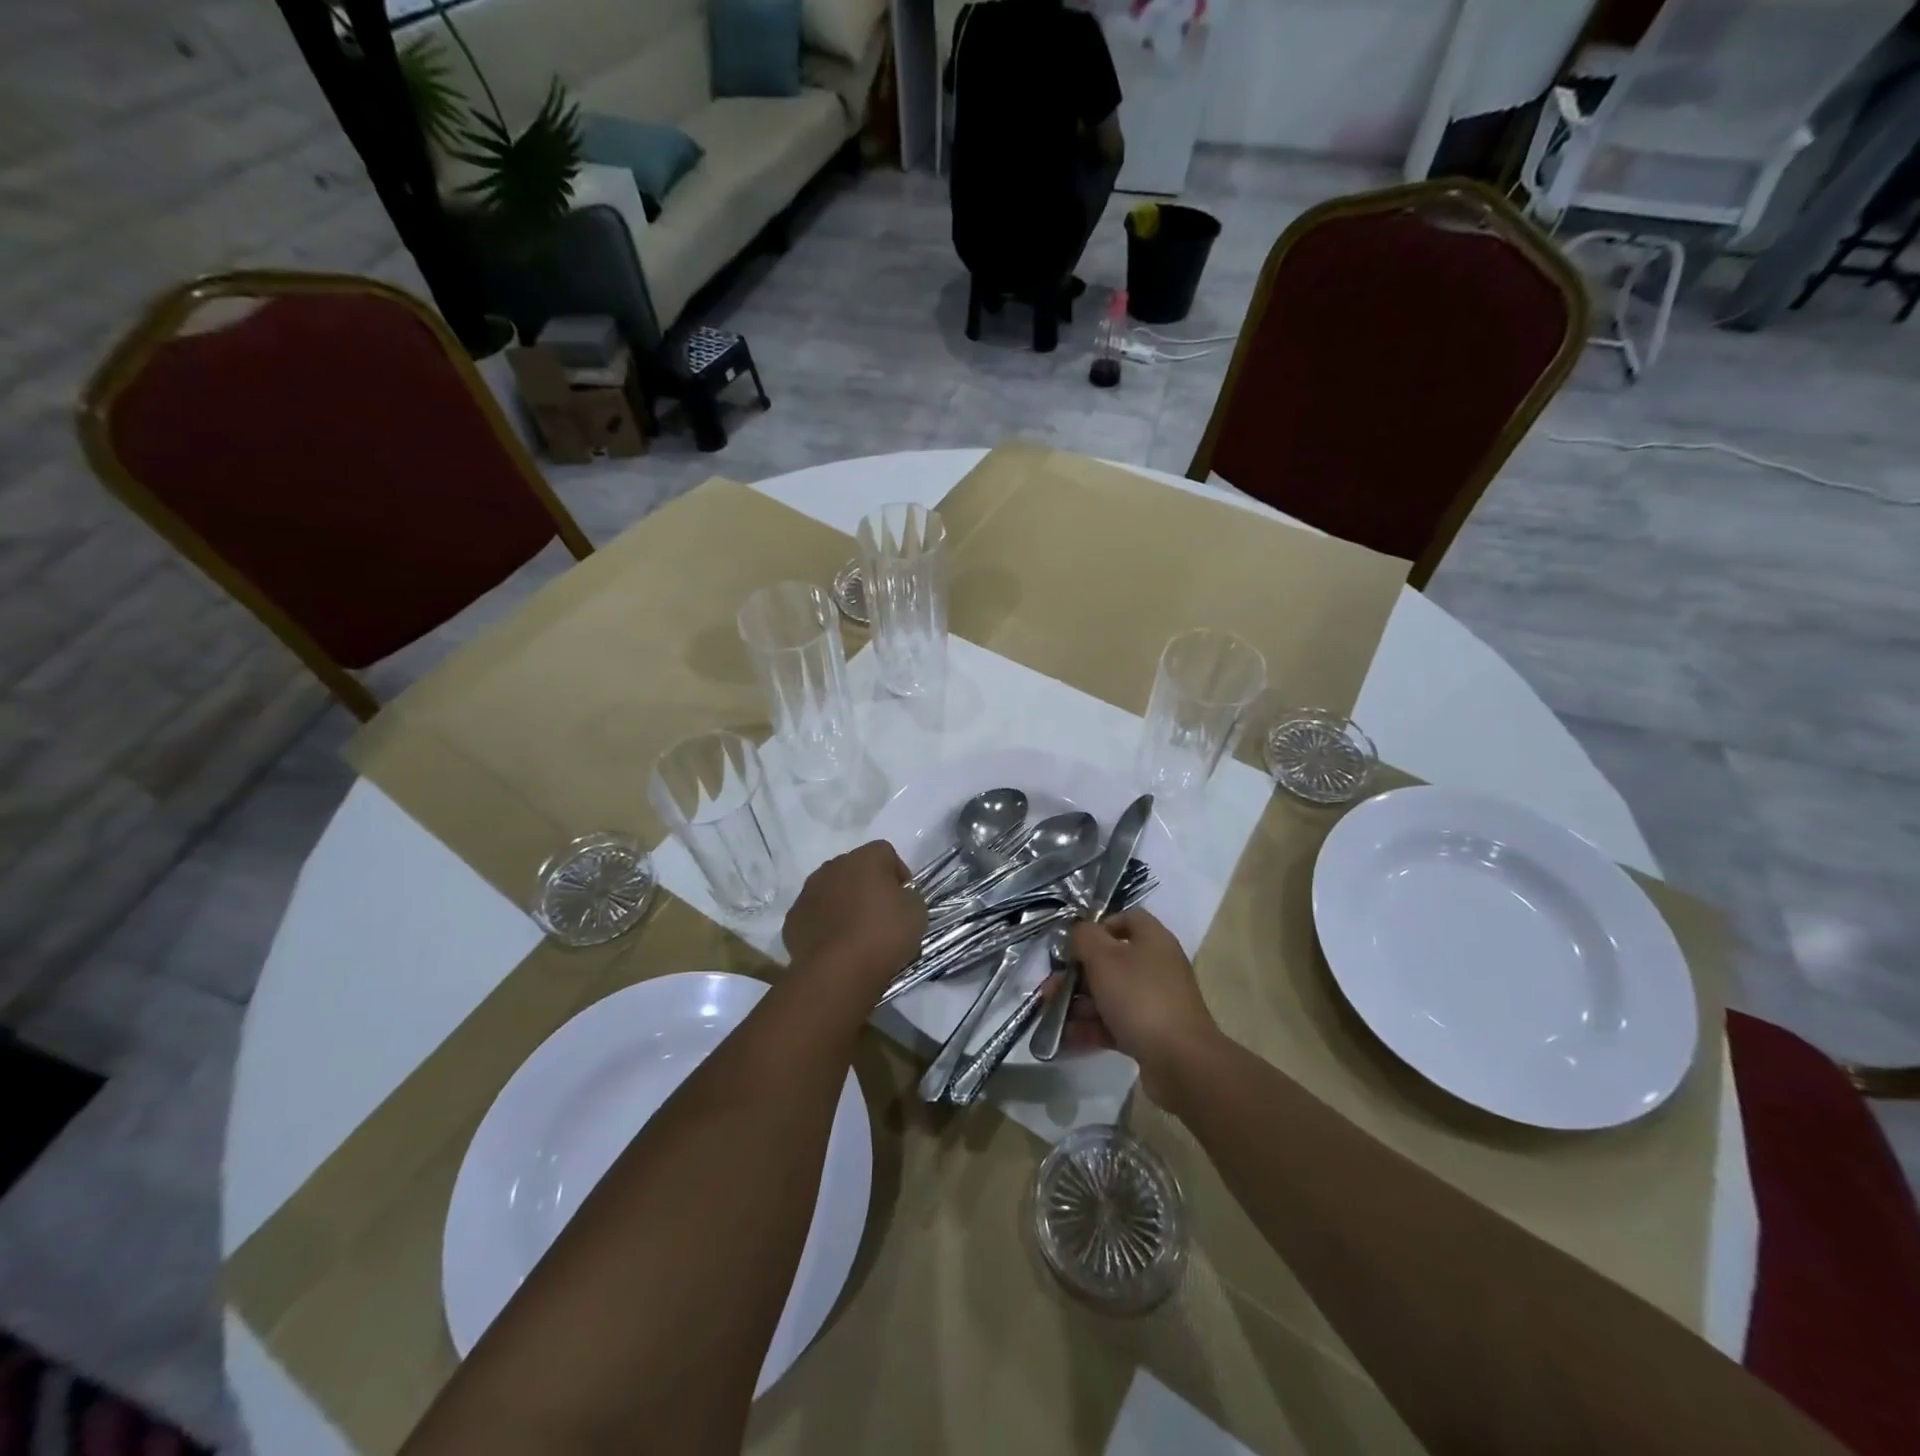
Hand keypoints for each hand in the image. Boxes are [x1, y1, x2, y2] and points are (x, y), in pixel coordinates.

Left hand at [783, 841, 926, 993]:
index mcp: (864, 858)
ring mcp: (808, 892)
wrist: (838, 971)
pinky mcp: (793, 919)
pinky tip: (835, 946)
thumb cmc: (883, 934)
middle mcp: (832, 867)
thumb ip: (908, 896)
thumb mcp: (916, 912)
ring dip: (843, 903)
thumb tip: (898, 898)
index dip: (898, 872)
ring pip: (830, 890)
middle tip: (881, 914)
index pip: (885, 852)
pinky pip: (814, 915)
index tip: (904, 897)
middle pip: (854, 868)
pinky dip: (824, 924)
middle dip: (867, 886)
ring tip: (856, 932)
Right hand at [1064, 909, 1219, 1104]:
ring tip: (1050, 1014)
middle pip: (1112, 961)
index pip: (1128, 918)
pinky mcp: (1150, 1033)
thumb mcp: (1104, 958)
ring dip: (1079, 1003)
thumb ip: (1085, 938)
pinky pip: (1114, 1024)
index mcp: (1153, 940)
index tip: (1075, 942)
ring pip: (1110, 995)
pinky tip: (1064, 1038)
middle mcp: (1156, 967)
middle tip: (1051, 986)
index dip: (1100, 925)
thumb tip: (1079, 932)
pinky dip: (1090, 1028)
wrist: (1180, 1060)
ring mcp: (1154, 1002)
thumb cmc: (1139, 997)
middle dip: (1077, 973)